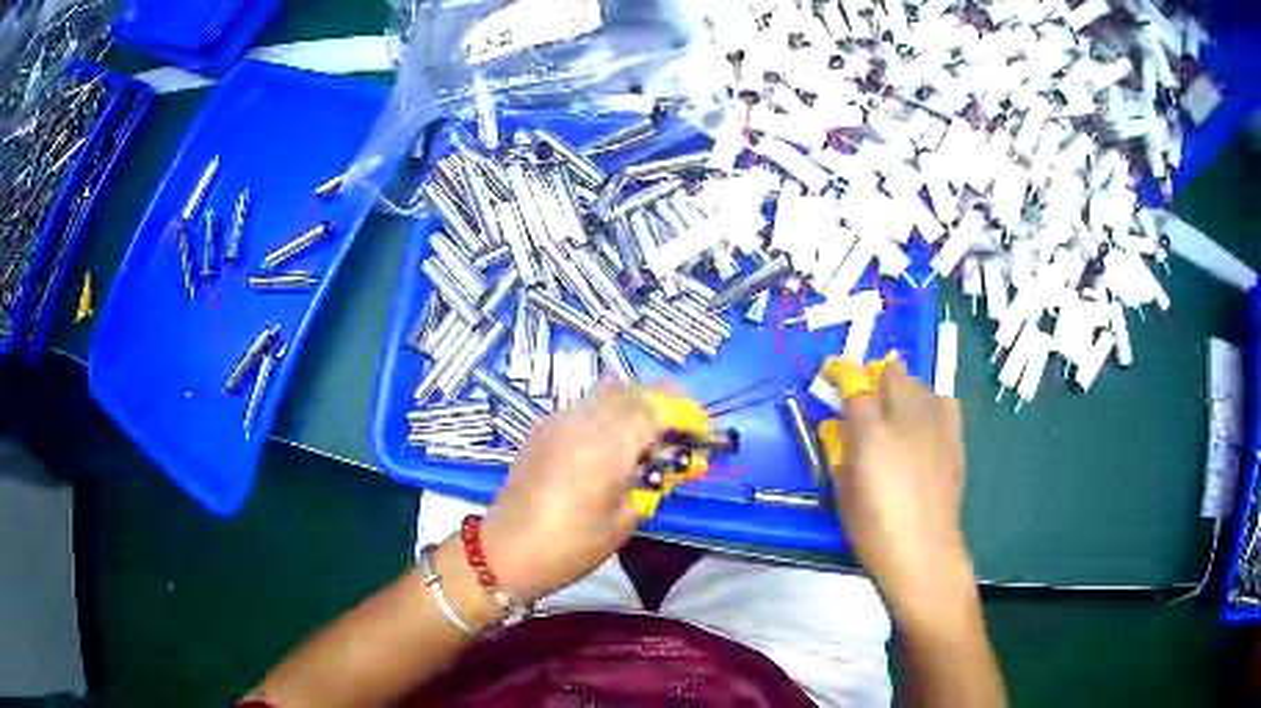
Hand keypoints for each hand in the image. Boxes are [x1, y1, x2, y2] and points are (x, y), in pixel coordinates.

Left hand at [480, 381, 662, 602]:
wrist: (506, 551)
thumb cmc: (571, 546)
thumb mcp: (624, 520)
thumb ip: (653, 484)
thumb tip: (678, 465)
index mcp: (608, 446)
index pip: (656, 407)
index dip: (684, 413)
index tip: (702, 430)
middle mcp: (583, 421)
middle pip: (632, 390)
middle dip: (662, 401)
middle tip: (679, 428)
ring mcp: (559, 420)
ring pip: (606, 391)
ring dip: (634, 402)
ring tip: (648, 433)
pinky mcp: (543, 428)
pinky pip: (583, 405)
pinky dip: (607, 411)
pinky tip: (611, 439)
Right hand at [831, 360, 972, 612]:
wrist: (924, 552)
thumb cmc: (875, 531)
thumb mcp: (844, 494)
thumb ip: (840, 453)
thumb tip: (839, 429)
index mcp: (873, 435)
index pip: (856, 385)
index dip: (843, 374)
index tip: (834, 374)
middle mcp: (906, 419)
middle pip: (893, 373)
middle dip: (876, 378)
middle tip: (866, 399)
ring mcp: (935, 426)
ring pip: (919, 383)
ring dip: (903, 389)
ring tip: (895, 411)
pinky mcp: (954, 437)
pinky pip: (944, 402)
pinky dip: (931, 404)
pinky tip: (925, 423)